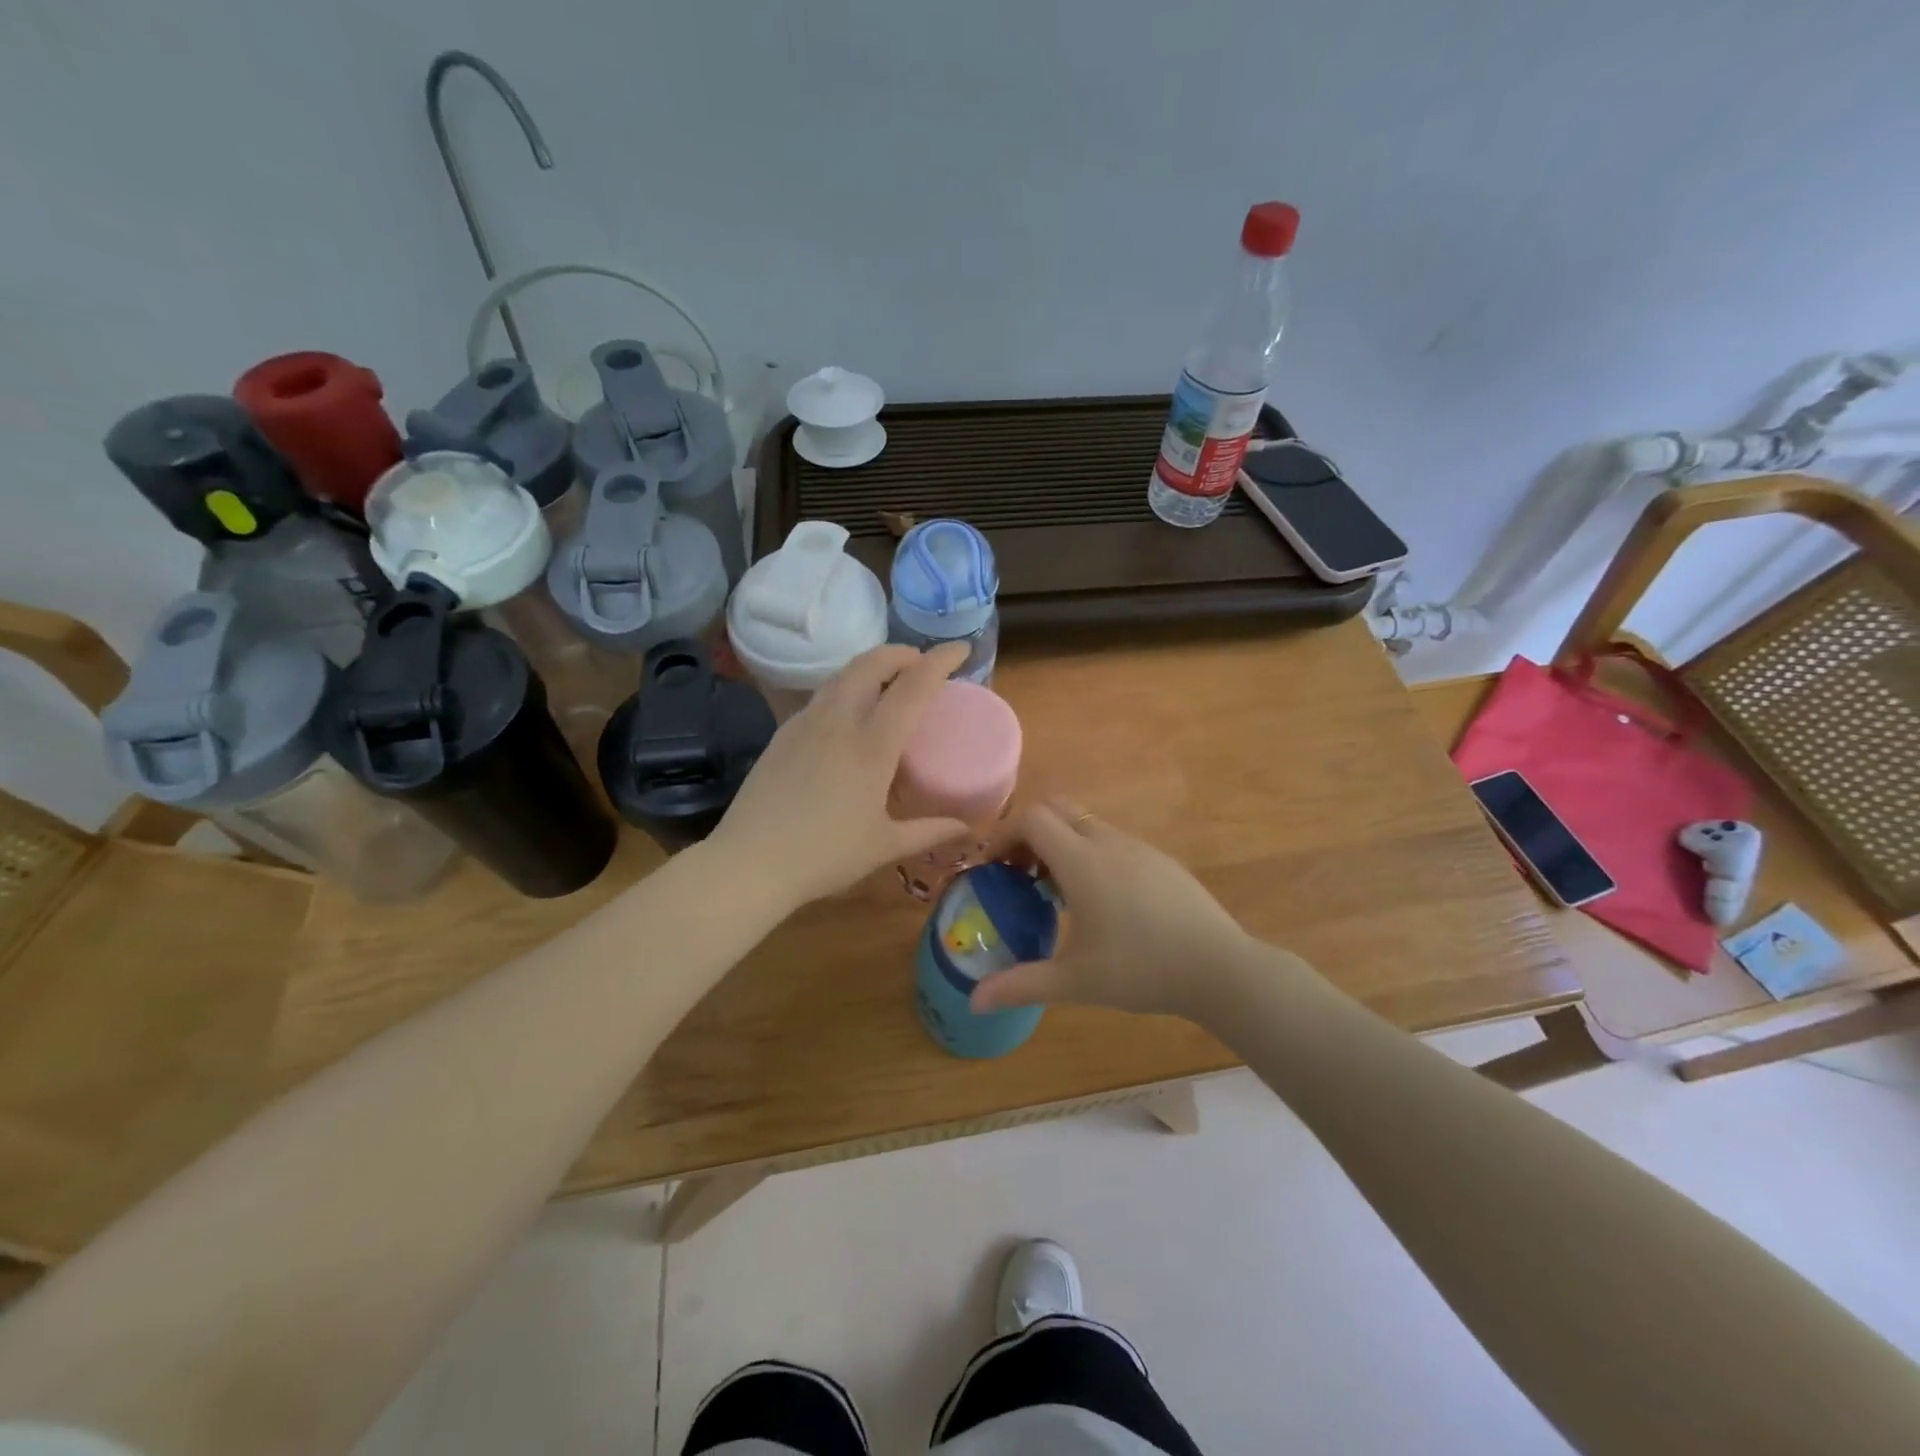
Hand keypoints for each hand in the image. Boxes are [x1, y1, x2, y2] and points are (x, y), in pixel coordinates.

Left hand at [709, 643, 971, 910]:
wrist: (749, 863)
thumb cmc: (824, 857)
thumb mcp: (884, 847)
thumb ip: (929, 831)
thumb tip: (966, 828)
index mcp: (871, 746)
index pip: (913, 686)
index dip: (940, 660)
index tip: (960, 649)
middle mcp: (838, 722)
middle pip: (871, 663)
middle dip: (901, 653)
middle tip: (921, 663)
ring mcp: (805, 724)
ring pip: (842, 675)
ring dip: (871, 666)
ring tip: (888, 683)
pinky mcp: (782, 734)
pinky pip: (821, 697)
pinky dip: (846, 688)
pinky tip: (849, 716)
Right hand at [970, 800, 1255, 1019]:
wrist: (1220, 968)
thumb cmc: (1142, 970)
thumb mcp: (1076, 982)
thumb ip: (1021, 985)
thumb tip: (974, 1000)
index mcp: (1082, 861)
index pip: (1031, 818)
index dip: (1003, 835)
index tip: (992, 867)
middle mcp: (1107, 842)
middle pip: (1056, 809)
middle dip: (1029, 832)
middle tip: (1018, 873)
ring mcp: (1138, 847)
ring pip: (1086, 823)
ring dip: (1060, 843)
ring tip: (1054, 891)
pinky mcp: (1160, 860)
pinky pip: (1112, 840)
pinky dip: (1089, 853)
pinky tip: (1100, 901)